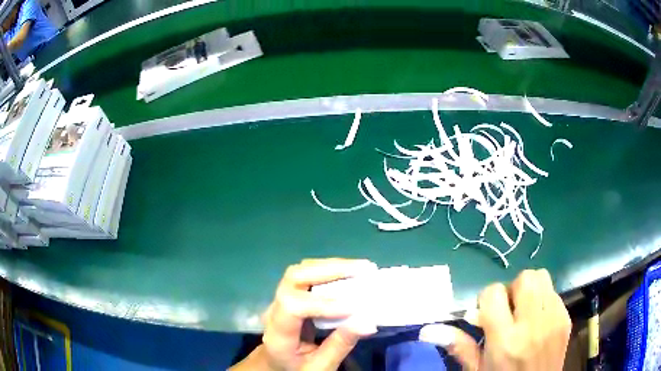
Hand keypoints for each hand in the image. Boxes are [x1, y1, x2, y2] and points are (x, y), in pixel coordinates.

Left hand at [231, 258, 377, 370]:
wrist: (274, 364)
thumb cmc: (296, 369)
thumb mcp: (319, 366)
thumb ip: (340, 345)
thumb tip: (368, 321)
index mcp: (278, 334)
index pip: (292, 307)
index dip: (322, 303)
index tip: (353, 307)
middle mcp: (274, 310)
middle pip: (293, 278)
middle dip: (330, 270)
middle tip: (364, 269)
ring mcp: (279, 299)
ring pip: (300, 271)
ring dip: (332, 266)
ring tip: (361, 267)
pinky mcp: (289, 294)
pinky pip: (306, 274)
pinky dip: (329, 269)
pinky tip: (349, 272)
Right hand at [419, 269, 571, 369]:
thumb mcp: (477, 370)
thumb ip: (458, 346)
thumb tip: (427, 330)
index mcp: (505, 340)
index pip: (494, 293)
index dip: (486, 301)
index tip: (485, 315)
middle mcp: (533, 324)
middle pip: (525, 278)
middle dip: (512, 289)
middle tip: (508, 311)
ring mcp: (554, 319)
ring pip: (542, 278)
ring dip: (530, 290)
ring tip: (524, 312)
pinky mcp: (566, 319)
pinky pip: (554, 294)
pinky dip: (543, 300)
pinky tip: (538, 321)